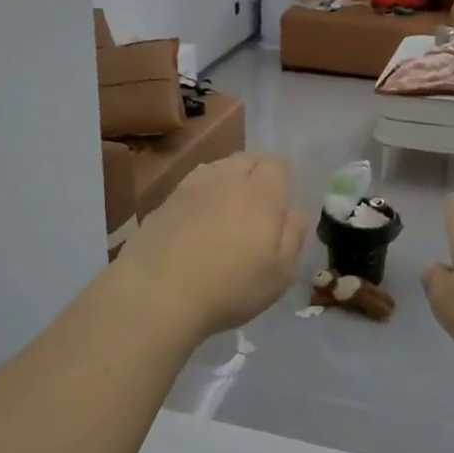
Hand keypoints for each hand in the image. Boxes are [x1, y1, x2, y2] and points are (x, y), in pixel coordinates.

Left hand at [111, 154, 309, 342]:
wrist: (157, 293)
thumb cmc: (230, 287)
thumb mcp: (279, 274)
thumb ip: (293, 238)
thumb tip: (296, 214)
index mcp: (260, 192)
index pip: (276, 164)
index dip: (283, 177)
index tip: (283, 198)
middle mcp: (226, 178)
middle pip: (246, 159)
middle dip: (257, 173)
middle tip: (259, 203)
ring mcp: (191, 186)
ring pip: (217, 168)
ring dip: (228, 180)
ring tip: (229, 208)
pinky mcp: (165, 200)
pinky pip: (192, 185)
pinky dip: (202, 194)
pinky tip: (199, 219)